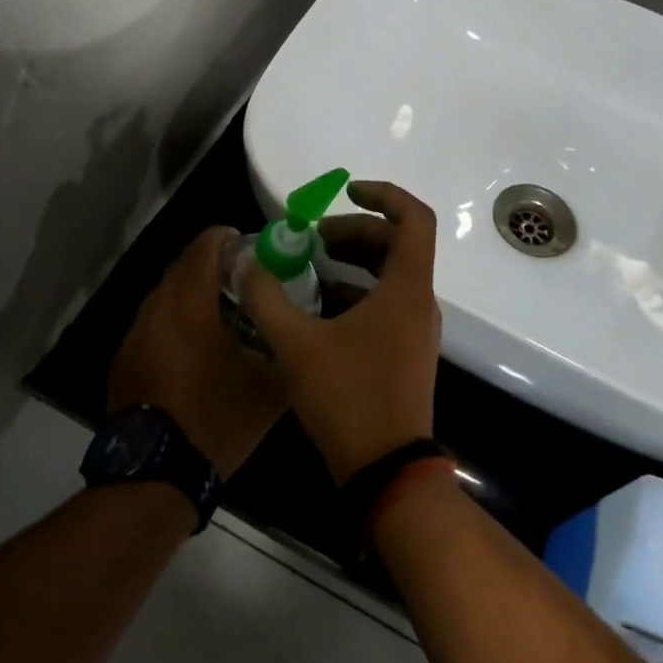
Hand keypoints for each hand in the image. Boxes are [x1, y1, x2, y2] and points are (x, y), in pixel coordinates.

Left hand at [108, 226, 285, 478]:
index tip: (248, 246)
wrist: (156, 473)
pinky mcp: (124, 358)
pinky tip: (191, 351)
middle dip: (211, 266)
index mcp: (192, 307)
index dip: (226, 238)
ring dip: (190, 294)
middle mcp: (158, 309)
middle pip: (182, 267)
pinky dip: (173, 322)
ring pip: (165, 295)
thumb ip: (286, 350)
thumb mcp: (268, 390)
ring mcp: (135, 334)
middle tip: (242, 282)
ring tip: (219, 317)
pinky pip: (152, 323)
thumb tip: (302, 332)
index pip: (204, 248)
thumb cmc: (216, 421)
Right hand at [241, 181, 440, 484]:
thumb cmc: (348, 399)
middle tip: (313, 239)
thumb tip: (244, 262)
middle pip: (397, 245)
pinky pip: (385, 305)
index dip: (384, 194)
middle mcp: (418, 303)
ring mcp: (415, 331)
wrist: (386, 471)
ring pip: (390, 277)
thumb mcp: (297, 345)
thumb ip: (266, 298)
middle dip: (355, 232)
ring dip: (354, 264)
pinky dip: (356, 294)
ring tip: (310, 268)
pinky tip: (317, 309)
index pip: (414, 218)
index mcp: (405, 289)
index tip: (346, 191)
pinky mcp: (405, 353)